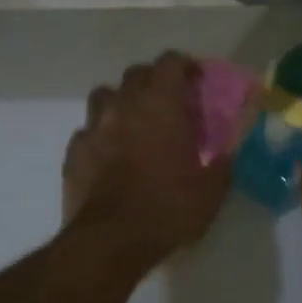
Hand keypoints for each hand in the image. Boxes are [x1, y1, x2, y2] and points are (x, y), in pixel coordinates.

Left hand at [62, 52, 229, 269]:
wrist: (109, 241)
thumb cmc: (167, 208)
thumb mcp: (211, 192)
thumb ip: (223, 165)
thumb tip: (228, 155)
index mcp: (161, 105)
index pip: (170, 62)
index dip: (185, 65)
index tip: (196, 80)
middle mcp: (125, 105)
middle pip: (136, 73)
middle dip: (153, 80)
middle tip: (168, 102)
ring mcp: (94, 127)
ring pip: (104, 94)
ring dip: (120, 101)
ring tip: (133, 122)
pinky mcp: (74, 152)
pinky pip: (86, 130)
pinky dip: (99, 135)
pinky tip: (108, 154)